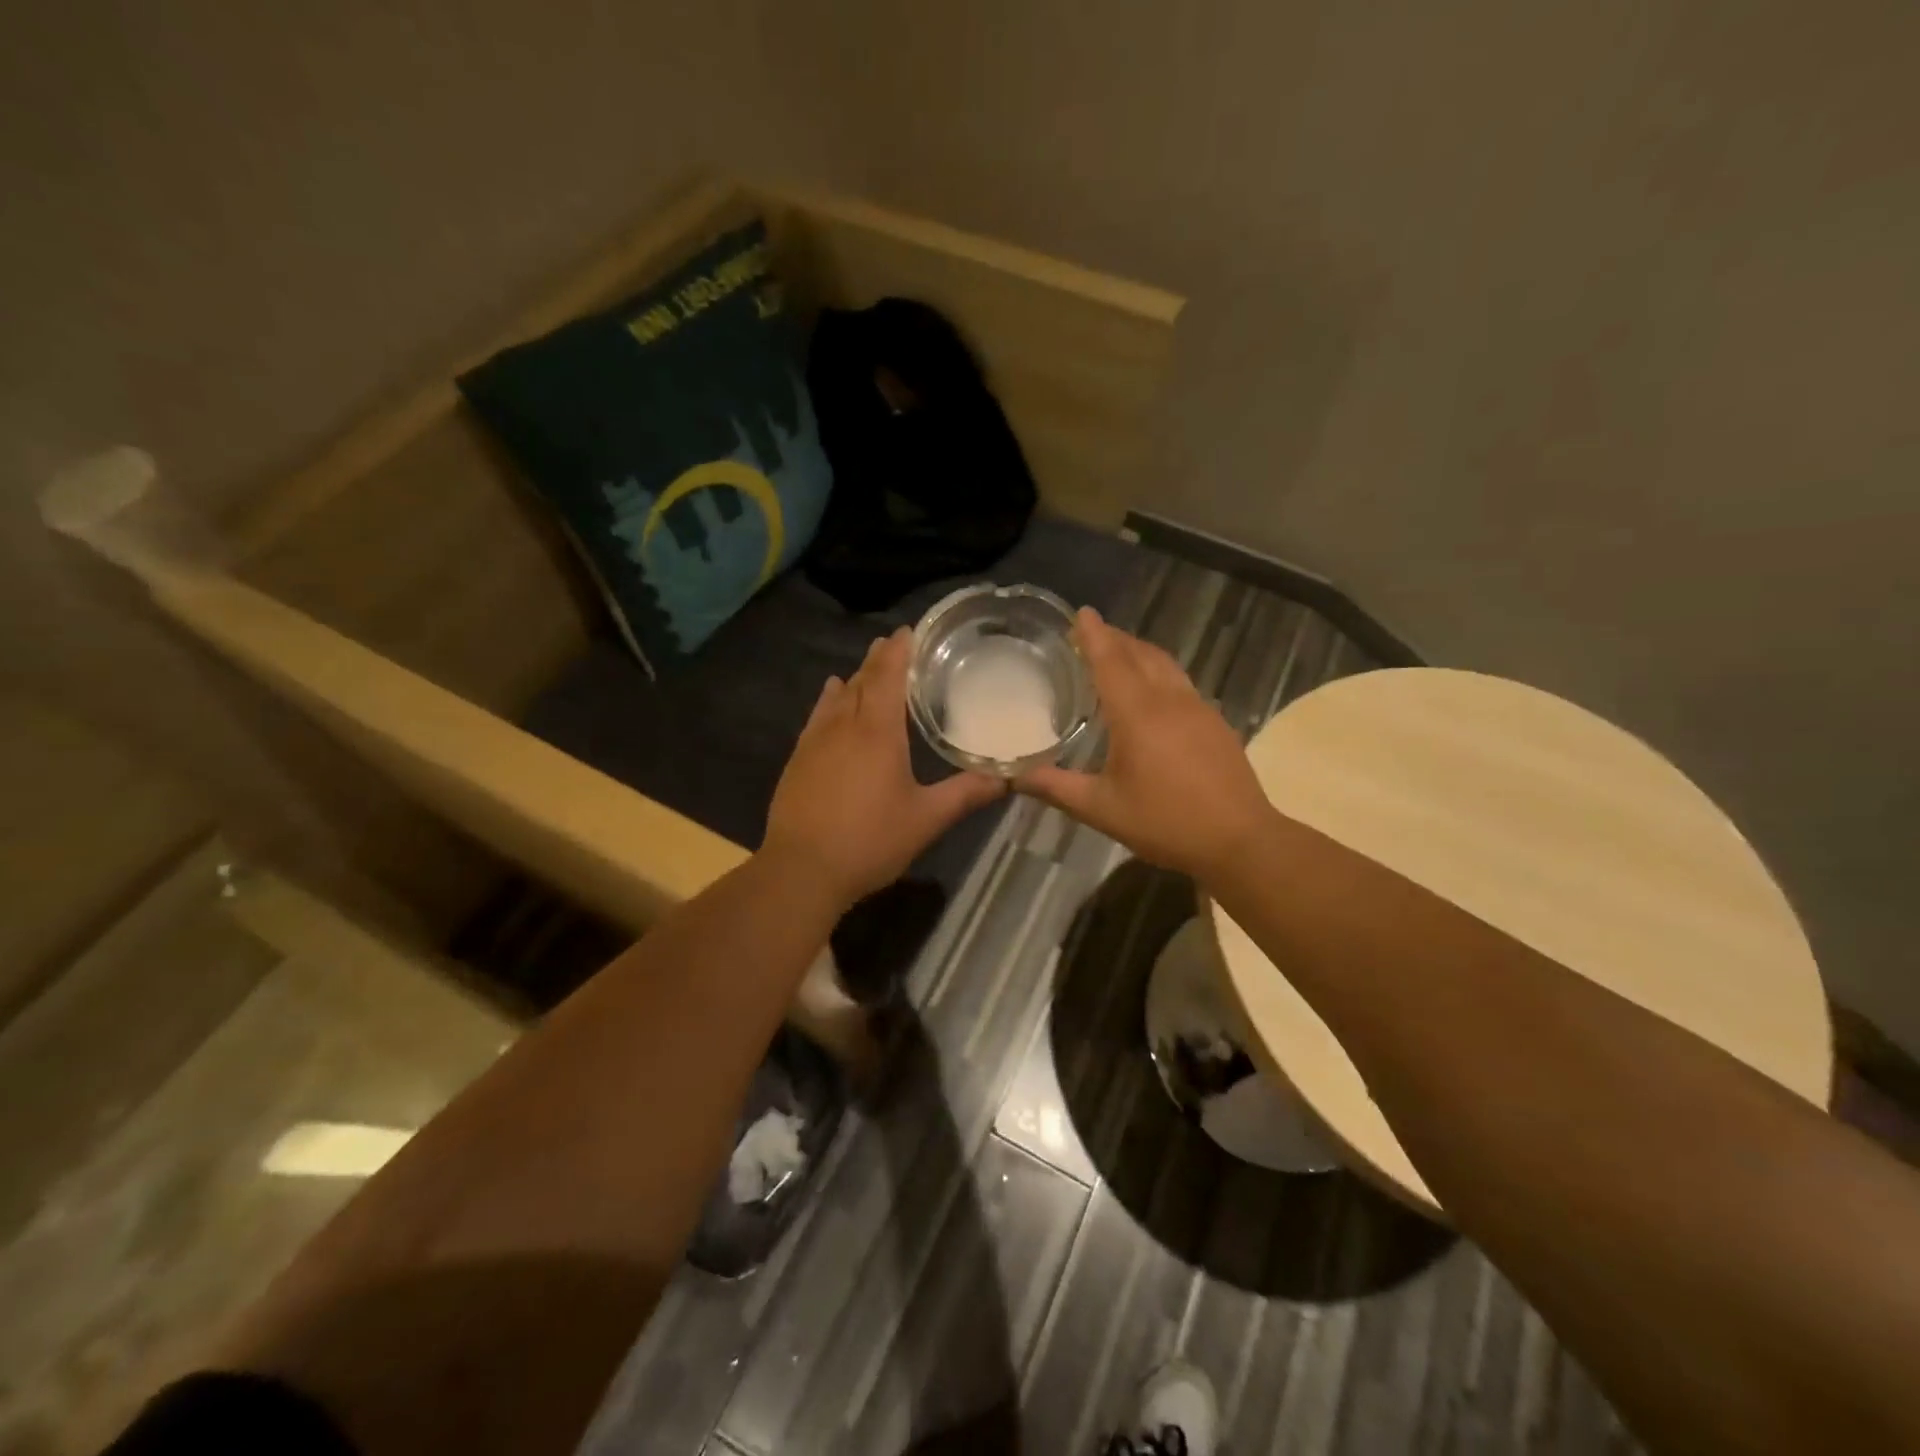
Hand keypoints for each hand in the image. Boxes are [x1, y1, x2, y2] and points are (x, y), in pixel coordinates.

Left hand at [764, 626, 1005, 907]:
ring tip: (866, 665)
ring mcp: (816, 741)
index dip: (899, 651)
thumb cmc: (870, 841)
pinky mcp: (798, 759)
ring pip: (838, 697)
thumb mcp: (926, 819)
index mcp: (878, 732)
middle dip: (878, 659)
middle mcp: (845, 726)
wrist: (802, 869)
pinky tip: (831, 697)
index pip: (888, 677)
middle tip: (894, 643)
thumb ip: (966, 794)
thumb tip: (1007, 778)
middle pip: (862, 681)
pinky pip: (817, 716)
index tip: (909, 631)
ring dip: (855, 677)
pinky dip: (829, 700)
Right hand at [1018, 608, 1274, 881]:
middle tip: (1092, 633)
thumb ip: (1057, 788)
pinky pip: (1180, 682)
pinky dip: (1159, 672)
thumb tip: (1014, 778)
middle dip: (1115, 638)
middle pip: (1140, 654)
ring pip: (1165, 665)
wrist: (1239, 839)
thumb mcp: (1102, 809)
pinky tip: (1154, 693)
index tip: (1081, 612)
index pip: (1110, 661)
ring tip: (1120, 653)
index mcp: (1137, 714)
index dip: (1094, 635)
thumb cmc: (1165, 821)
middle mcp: (1168, 700)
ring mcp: (1197, 708)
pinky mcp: (1215, 722)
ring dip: (1140, 651)